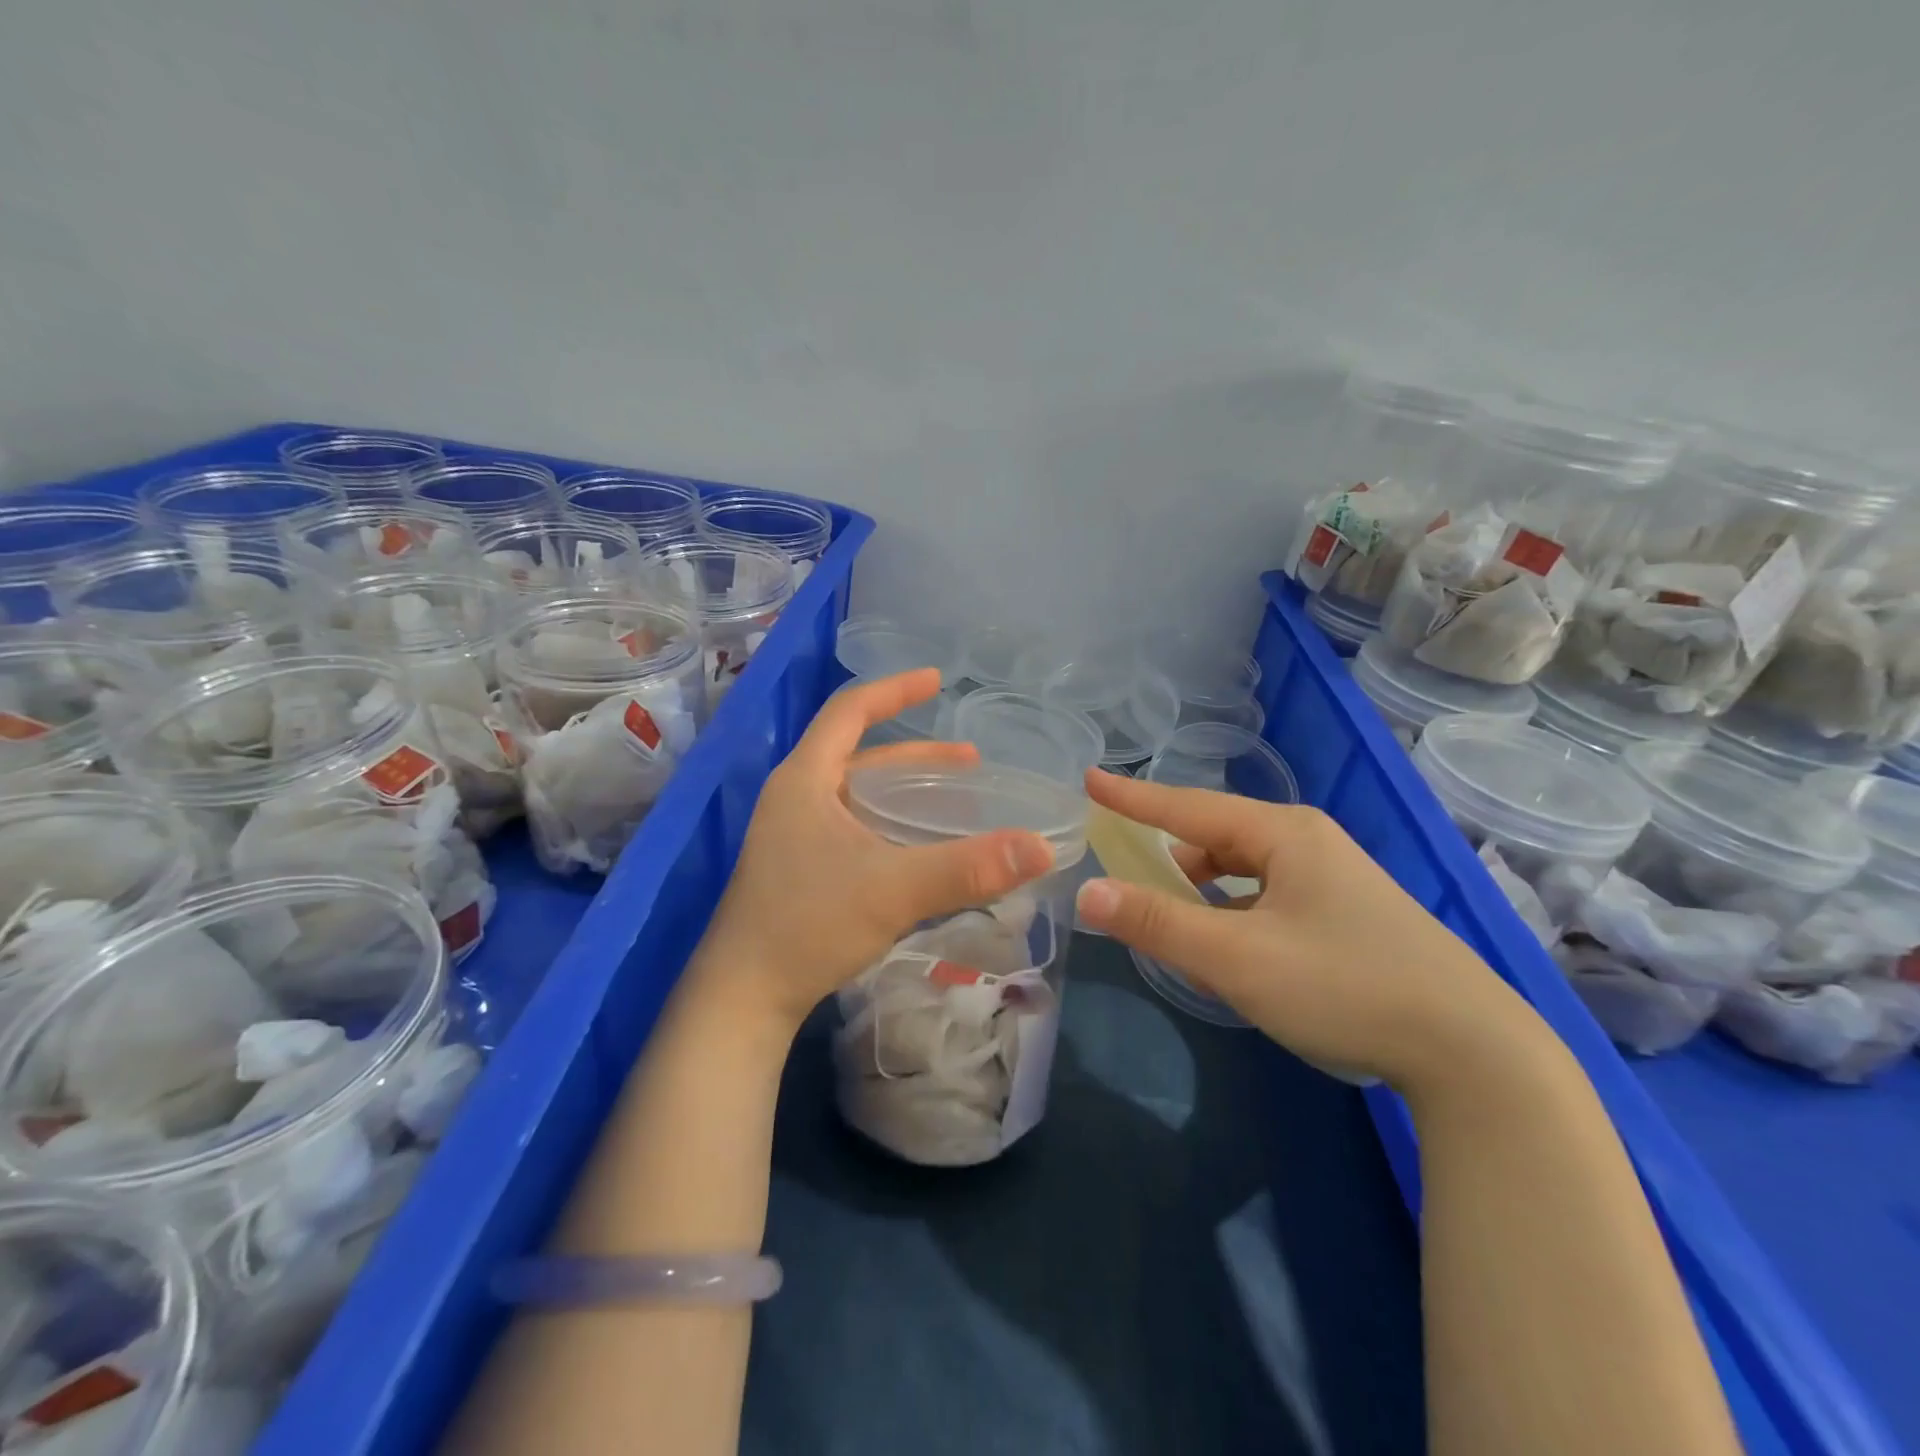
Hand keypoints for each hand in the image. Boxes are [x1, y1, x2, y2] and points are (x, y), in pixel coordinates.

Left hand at [693, 669, 1056, 1032]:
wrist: (743, 997)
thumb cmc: (808, 925)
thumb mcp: (893, 890)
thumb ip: (968, 868)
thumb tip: (1042, 848)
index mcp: (805, 779)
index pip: (849, 711)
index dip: (894, 691)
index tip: (936, 681)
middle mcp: (795, 797)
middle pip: (859, 754)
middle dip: (916, 755)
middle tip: (970, 762)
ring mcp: (793, 834)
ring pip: (858, 794)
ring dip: (905, 791)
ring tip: (954, 798)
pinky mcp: (798, 867)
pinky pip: (853, 825)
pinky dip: (890, 823)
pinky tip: (919, 847)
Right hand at [1073, 769, 1552, 1093]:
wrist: (1475, 1053)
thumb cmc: (1345, 986)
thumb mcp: (1238, 958)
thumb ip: (1158, 923)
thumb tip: (1088, 892)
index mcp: (1283, 834)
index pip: (1188, 806)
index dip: (1133, 797)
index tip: (1090, 780)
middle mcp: (1309, 843)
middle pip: (1217, 836)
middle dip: (1170, 853)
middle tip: (1129, 877)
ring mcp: (1335, 879)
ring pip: (1245, 870)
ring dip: (1204, 889)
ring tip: (1175, 922)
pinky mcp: (1349, 915)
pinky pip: (1269, 896)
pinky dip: (1235, 911)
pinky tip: (1232, 947)